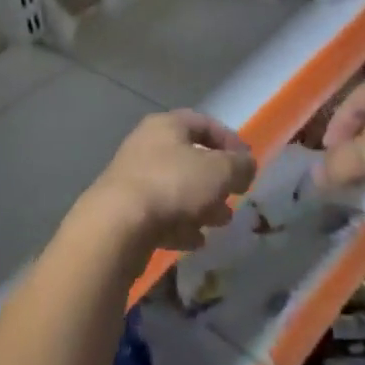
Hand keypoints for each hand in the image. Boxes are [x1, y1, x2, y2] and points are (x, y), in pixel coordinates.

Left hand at [78, 110, 255, 256]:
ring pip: (176, 188)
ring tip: (220, 222)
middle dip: (216, 179)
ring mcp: (133, 179)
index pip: (204, 123)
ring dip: (201, 204)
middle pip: (189, 158)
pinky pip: (161, 214)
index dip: (230, 141)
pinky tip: (195, 241)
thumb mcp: (220, 171)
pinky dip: (180, 225)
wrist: (116, 226)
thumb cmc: (173, 185)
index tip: (248, 163)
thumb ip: (240, 166)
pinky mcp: (125, 212)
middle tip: (235, 195)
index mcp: (166, 126)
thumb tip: (247, 165)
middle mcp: (147, 146)